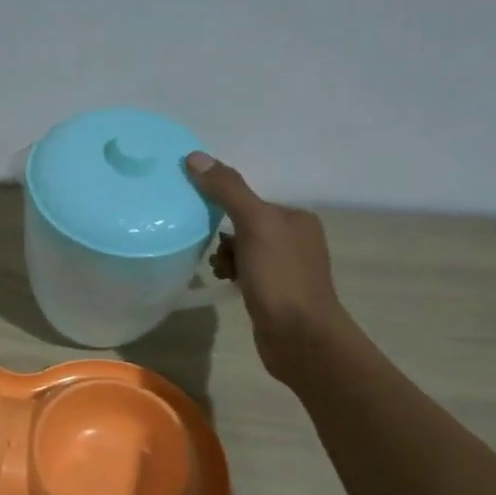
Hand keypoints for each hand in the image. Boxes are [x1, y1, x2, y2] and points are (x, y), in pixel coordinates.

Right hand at [186, 151, 346, 382]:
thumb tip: (195, 157)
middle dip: (223, 237)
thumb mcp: (254, 225)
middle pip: (244, 225)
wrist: (300, 338)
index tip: (202, 220)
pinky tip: (227, 285)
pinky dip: (233, 276)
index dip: (224, 208)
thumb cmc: (280, 278)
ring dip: (225, 258)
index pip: (250, 201)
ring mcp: (287, 269)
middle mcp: (296, 239)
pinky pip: (246, 273)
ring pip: (243, 251)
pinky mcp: (277, 294)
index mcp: (296, 219)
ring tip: (220, 272)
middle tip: (213, 253)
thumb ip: (228, 190)